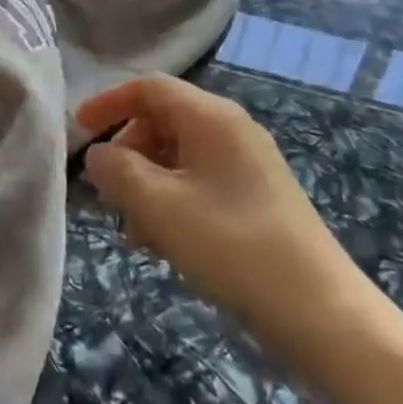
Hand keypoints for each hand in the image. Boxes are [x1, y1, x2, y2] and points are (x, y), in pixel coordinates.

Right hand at [79, 75, 391, 377]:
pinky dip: (171, 202)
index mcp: (211, 117)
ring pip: (178, 157)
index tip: (77, 132)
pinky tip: (161, 243)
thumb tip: (98, 154)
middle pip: (161, 121)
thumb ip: (116, 170)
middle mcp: (231, 130)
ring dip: (146, 184)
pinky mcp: (257, 199)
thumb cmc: (233, 247)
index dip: (107, 103)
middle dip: (126, 152)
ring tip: (132, 230)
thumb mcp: (159, 206)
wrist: (325, 316)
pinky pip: (199, 183)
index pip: (148, 88)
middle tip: (107, 193)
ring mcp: (248, 165)